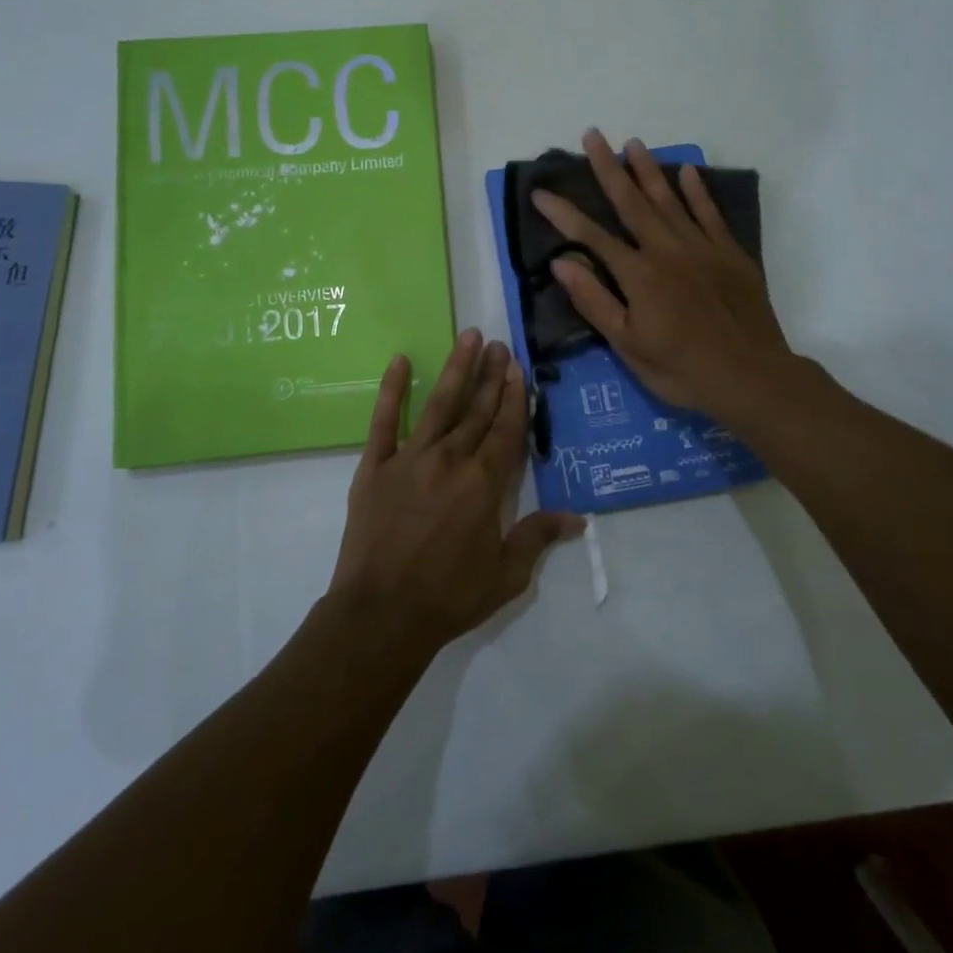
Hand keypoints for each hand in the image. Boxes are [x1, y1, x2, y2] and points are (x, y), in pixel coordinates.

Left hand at [330, 331, 582, 652]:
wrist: (381, 614)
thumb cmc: (448, 597)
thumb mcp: (506, 575)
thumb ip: (537, 537)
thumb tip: (577, 518)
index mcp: (484, 484)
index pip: (505, 429)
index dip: (514, 397)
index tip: (518, 368)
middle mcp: (451, 460)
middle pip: (477, 410)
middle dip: (491, 376)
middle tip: (500, 345)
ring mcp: (410, 458)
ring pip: (439, 404)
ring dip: (457, 370)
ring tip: (469, 338)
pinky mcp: (375, 466)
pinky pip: (383, 420)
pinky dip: (391, 389)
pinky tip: (400, 360)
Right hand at [532, 130, 805, 422]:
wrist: (751, 376)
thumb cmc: (682, 369)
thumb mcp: (628, 346)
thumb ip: (595, 301)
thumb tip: (561, 262)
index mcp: (638, 275)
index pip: (591, 236)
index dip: (563, 213)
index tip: (540, 192)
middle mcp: (667, 250)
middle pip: (631, 202)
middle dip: (608, 168)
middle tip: (592, 135)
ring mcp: (702, 248)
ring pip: (670, 200)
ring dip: (649, 170)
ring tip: (633, 143)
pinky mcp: (730, 253)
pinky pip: (710, 213)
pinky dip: (698, 191)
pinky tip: (687, 171)